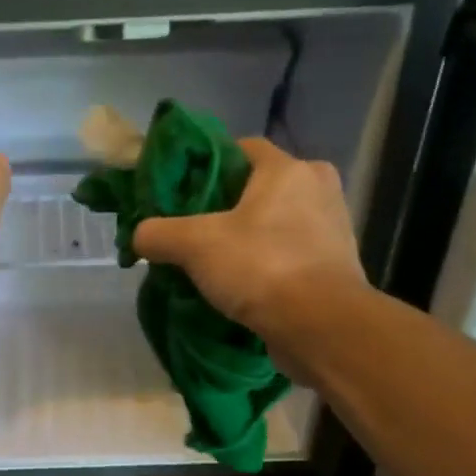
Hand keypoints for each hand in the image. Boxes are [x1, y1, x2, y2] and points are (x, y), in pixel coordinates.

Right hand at [133, 138, 369, 371]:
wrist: (322, 327)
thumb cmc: (261, 266)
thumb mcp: (195, 245)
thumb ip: (158, 233)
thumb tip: (139, 236)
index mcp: (289, 169)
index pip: (242, 147)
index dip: (208, 163)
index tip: (183, 190)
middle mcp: (318, 188)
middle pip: (259, 186)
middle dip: (226, 205)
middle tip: (193, 228)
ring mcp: (333, 227)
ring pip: (276, 220)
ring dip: (248, 236)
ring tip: (213, 260)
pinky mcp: (337, 264)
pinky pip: (291, 251)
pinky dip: (268, 261)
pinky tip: (242, 283)